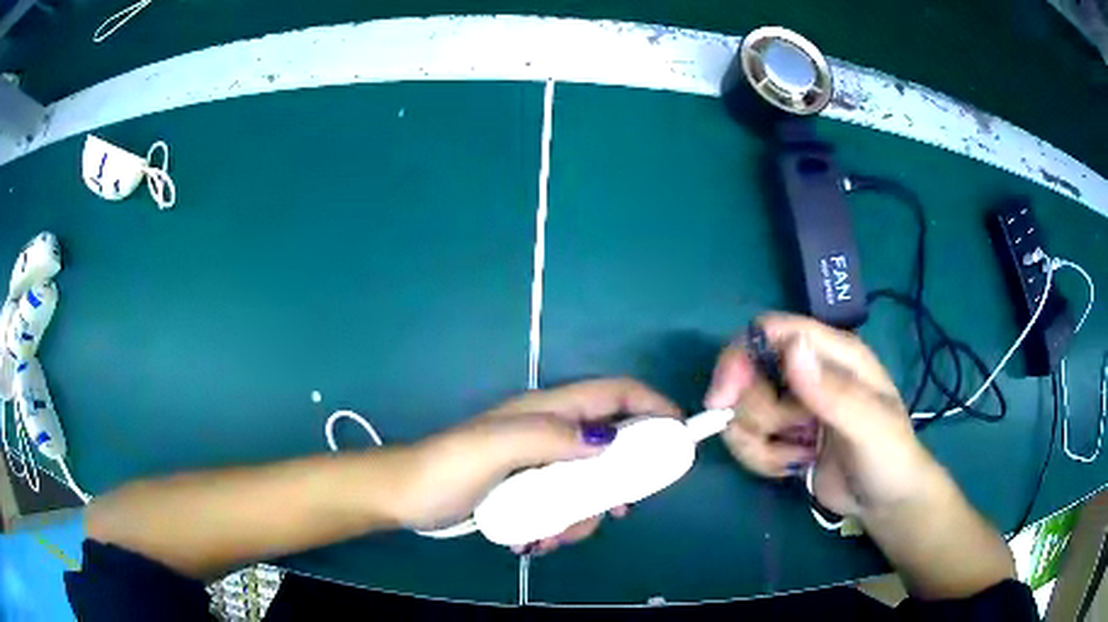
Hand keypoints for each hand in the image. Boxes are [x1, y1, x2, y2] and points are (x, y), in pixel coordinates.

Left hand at [396, 378, 680, 553]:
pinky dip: (564, 524)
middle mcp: (552, 432)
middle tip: (619, 509)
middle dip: (620, 479)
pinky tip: (539, 539)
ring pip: (592, 482)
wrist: (407, 496)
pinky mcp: (532, 489)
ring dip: (585, 513)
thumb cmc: (447, 468)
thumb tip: (609, 440)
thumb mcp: (495, 448)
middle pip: (613, 444)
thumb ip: (548, 437)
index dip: (652, 406)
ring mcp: (542, 463)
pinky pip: (568, 504)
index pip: (616, 393)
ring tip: (555, 536)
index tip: (679, 437)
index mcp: (548, 410)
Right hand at [706, 313, 939, 518]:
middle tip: (790, 437)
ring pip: (743, 412)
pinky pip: (747, 440)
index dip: (739, 356)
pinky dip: (763, 459)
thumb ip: (833, 390)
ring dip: (763, 444)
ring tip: (800, 457)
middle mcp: (807, 372)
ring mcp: (793, 405)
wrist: (884, 503)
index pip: (771, 331)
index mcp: (832, 353)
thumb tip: (791, 348)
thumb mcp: (868, 426)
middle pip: (748, 375)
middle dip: (759, 415)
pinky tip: (795, 466)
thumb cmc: (889, 457)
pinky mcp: (782, 435)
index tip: (723, 399)